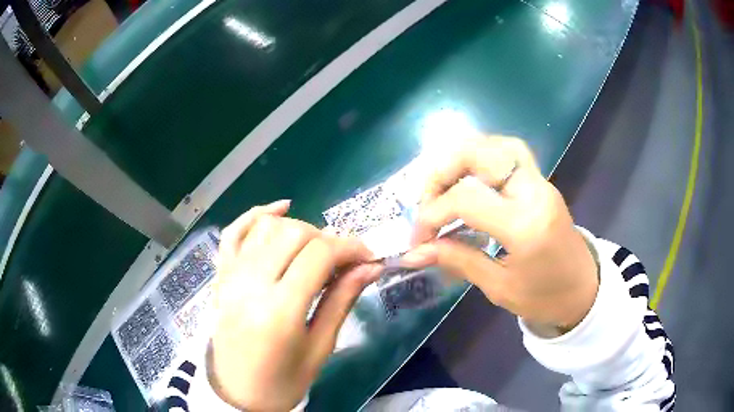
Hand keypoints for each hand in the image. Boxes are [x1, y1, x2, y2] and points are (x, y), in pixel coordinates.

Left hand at [210, 200, 380, 410]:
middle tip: (341, 261)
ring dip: (297, 229)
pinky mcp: (219, 275)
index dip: (350, 247)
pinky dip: (256, 214)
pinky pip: (233, 231)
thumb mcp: (320, 347)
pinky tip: (279, 209)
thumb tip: (371, 266)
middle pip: (293, 232)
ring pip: (266, 226)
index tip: (368, 256)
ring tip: (312, 251)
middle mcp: (250, 285)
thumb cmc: (283, 381)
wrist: (238, 392)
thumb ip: (342, 300)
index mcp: (279, 311)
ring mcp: (229, 276)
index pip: (319, 255)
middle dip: (326, 238)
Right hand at [402, 137, 598, 334]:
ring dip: (462, 157)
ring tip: (444, 185)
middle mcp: (534, 192)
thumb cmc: (544, 299)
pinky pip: (509, 153)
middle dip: (442, 171)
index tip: (418, 239)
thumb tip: (414, 252)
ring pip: (497, 145)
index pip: (466, 199)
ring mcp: (541, 182)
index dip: (431, 214)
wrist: (584, 290)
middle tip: (425, 200)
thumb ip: (457, 260)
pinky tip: (470, 178)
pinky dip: (483, 157)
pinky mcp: (541, 182)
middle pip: (480, 153)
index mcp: (525, 226)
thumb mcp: (498, 287)